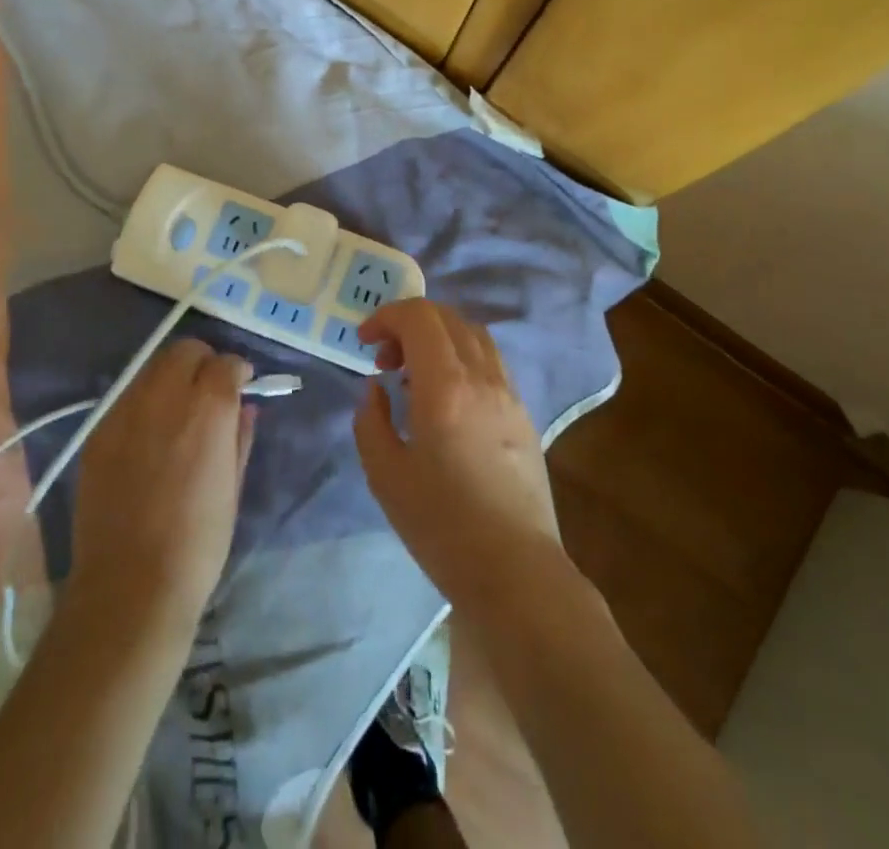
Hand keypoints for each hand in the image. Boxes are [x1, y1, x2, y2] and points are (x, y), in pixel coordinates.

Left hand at [68, 338, 255, 637]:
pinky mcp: (98, 432)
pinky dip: (144, 401)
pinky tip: (149, 433)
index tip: (240, 387)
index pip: (225, 363)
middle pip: (185, 351)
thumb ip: (240, 436)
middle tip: (209, 390)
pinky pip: (127, 397)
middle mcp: (165, 398)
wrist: (130, 587)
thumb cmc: (198, 543)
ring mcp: (125, 412)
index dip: (237, 372)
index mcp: (207, 410)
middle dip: (203, 362)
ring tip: (178, 409)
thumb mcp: (233, 488)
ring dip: (172, 376)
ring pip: (152, 367)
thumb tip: (245, 407)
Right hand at [353, 299, 565, 608]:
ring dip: (437, 337)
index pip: (419, 317)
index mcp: (445, 387)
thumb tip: (378, 388)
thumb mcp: (385, 475)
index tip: (365, 341)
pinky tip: (446, 396)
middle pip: (446, 317)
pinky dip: (460, 356)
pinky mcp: (523, 411)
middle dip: (408, 324)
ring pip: (472, 334)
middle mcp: (482, 377)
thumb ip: (371, 420)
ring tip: (414, 375)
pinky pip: (489, 360)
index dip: (386, 316)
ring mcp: (508, 392)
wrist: (515, 570)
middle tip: (384, 360)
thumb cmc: (442, 526)